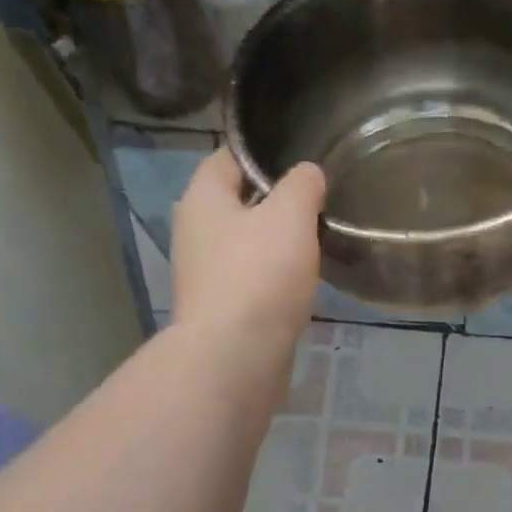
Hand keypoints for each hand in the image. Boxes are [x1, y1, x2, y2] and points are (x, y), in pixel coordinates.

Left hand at [171, 149, 326, 354]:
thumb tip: (307, 173)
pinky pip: (250, 280)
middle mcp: (194, 232)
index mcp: (202, 199)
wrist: (235, 357)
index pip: (228, 158)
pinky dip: (273, 278)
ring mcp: (204, 275)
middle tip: (316, 203)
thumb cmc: (259, 275)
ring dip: (275, 244)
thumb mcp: (290, 216)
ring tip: (315, 242)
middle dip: (274, 202)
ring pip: (245, 245)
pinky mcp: (220, 310)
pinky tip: (300, 283)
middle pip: (237, 203)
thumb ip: (302, 186)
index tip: (301, 160)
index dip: (263, 155)